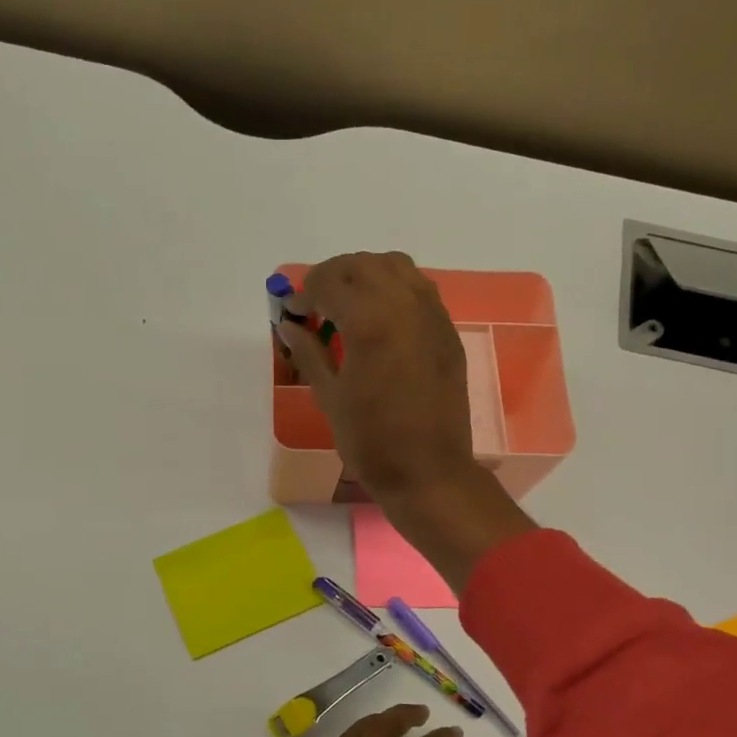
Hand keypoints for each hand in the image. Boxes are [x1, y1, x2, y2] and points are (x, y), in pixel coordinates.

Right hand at [278, 252, 536, 588]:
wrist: (428, 472)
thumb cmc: (371, 442)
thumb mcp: (330, 397)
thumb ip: (309, 351)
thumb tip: (289, 324)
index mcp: (371, 323)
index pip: (330, 282)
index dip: (304, 292)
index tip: (292, 312)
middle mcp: (405, 307)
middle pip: (363, 264)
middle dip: (333, 276)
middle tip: (315, 304)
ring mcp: (432, 316)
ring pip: (396, 267)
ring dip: (365, 274)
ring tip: (347, 304)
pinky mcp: (447, 332)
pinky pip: (419, 289)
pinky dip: (393, 288)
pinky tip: (379, 319)